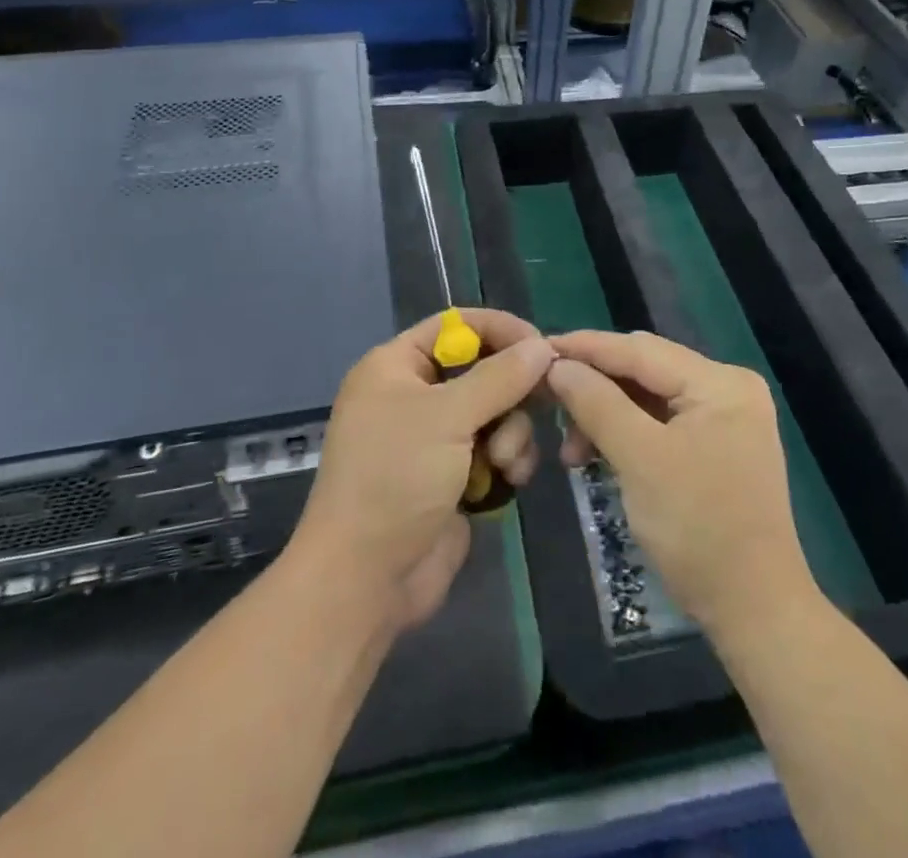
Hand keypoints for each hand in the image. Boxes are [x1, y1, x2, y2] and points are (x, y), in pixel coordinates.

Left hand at [291, 309, 553, 630]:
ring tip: (503, 463)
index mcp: (396, 366)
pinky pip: (495, 449)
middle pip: (482, 369)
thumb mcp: (447, 417)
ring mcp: (434, 438)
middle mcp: (414, 395)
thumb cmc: (395, 479)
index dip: (500, 329)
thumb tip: (543, 346)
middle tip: (542, 401)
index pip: (455, 326)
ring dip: (510, 433)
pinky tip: (508, 481)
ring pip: (496, 411)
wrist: (365, 581)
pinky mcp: (453, 475)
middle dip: (511, 391)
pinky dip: (507, 460)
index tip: (541, 346)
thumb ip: (500, 377)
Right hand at [548, 331, 813, 636]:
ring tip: (571, 447)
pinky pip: (661, 422)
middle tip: (548, 398)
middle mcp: (728, 388)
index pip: (640, 350)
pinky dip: (627, 433)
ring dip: (606, 414)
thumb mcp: (640, 460)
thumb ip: (597, 403)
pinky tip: (596, 453)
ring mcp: (725, 417)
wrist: (755, 611)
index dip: (586, 348)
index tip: (539, 349)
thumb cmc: (698, 529)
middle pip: (646, 370)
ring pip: (649, 397)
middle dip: (595, 384)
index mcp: (720, 382)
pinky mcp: (717, 445)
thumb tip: (558, 366)